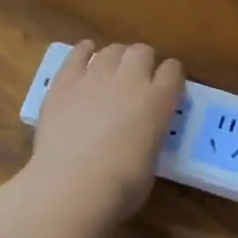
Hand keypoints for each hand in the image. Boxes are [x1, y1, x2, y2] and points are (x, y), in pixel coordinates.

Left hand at [27, 41, 184, 224]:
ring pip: (112, 50)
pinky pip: (77, 54)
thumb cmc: (119, 186)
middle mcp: (130, 80)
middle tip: (137, 81)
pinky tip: (85, 56)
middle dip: (143, 62)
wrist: (72, 187)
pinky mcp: (65, 82)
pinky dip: (84, 52)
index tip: (167, 87)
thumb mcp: (151, 160)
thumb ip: (151, 135)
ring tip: (110, 73)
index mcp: (158, 101)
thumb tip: (142, 132)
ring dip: (116, 59)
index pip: (173, 70)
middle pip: (142, 51)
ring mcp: (95, 77)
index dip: (171, 76)